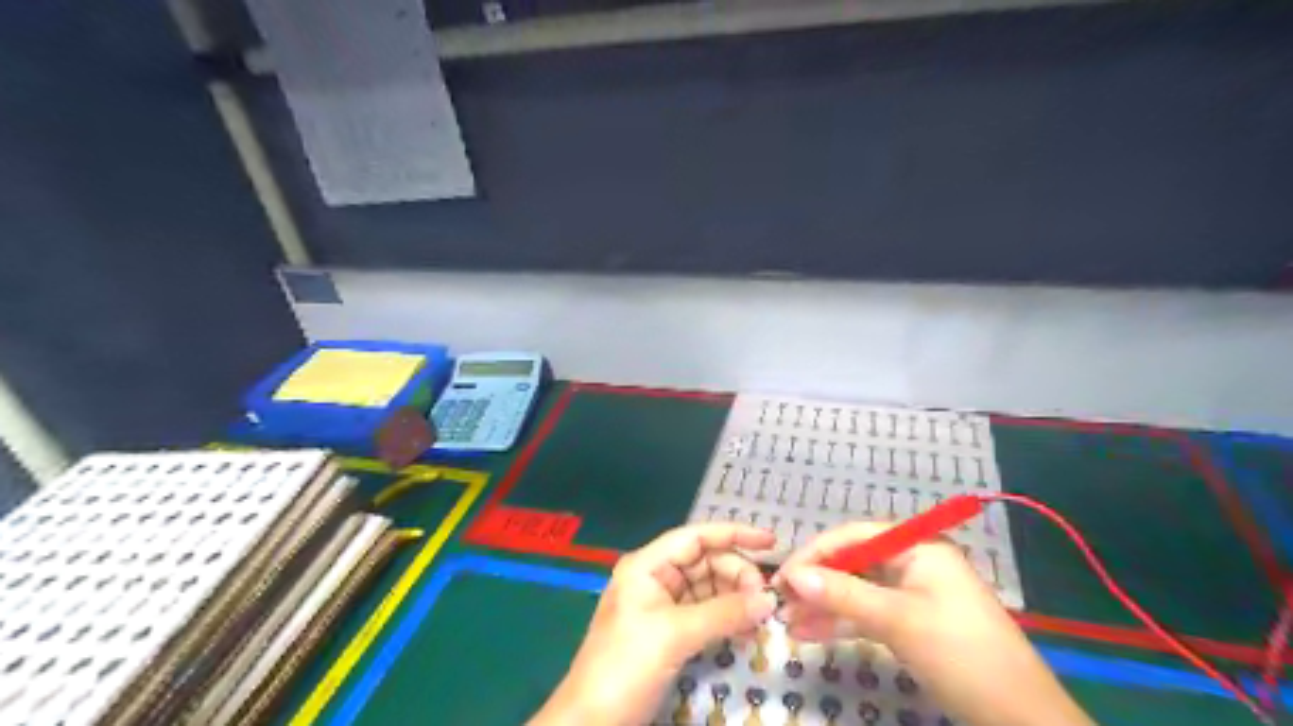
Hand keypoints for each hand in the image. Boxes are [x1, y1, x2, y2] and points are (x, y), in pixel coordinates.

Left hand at [528, 525, 775, 721]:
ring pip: (709, 589)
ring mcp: (662, 606)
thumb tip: (769, 601)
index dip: (734, 534)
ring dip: (736, 600)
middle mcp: (655, 578)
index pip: (696, 537)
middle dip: (738, 575)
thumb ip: (724, 613)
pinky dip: (727, 620)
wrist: (591, 722)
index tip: (771, 541)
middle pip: (707, 562)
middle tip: (766, 601)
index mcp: (648, 565)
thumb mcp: (674, 635)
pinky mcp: (669, 633)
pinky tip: (746, 632)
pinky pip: (706, 615)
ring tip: (761, 618)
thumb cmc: (626, 665)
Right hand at [778, 525, 1086, 724]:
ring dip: (823, 605)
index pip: (852, 536)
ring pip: (856, 590)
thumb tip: (792, 576)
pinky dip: (841, 622)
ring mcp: (911, 592)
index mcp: (916, 546)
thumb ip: (843, 594)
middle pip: (852, 562)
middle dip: (815, 583)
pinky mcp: (910, 620)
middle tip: (779, 603)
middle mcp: (911, 561)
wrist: (1019, 717)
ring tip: (787, 622)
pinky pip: (867, 613)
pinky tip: (810, 633)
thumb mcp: (898, 620)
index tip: (781, 578)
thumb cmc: (961, 653)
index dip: (814, 554)